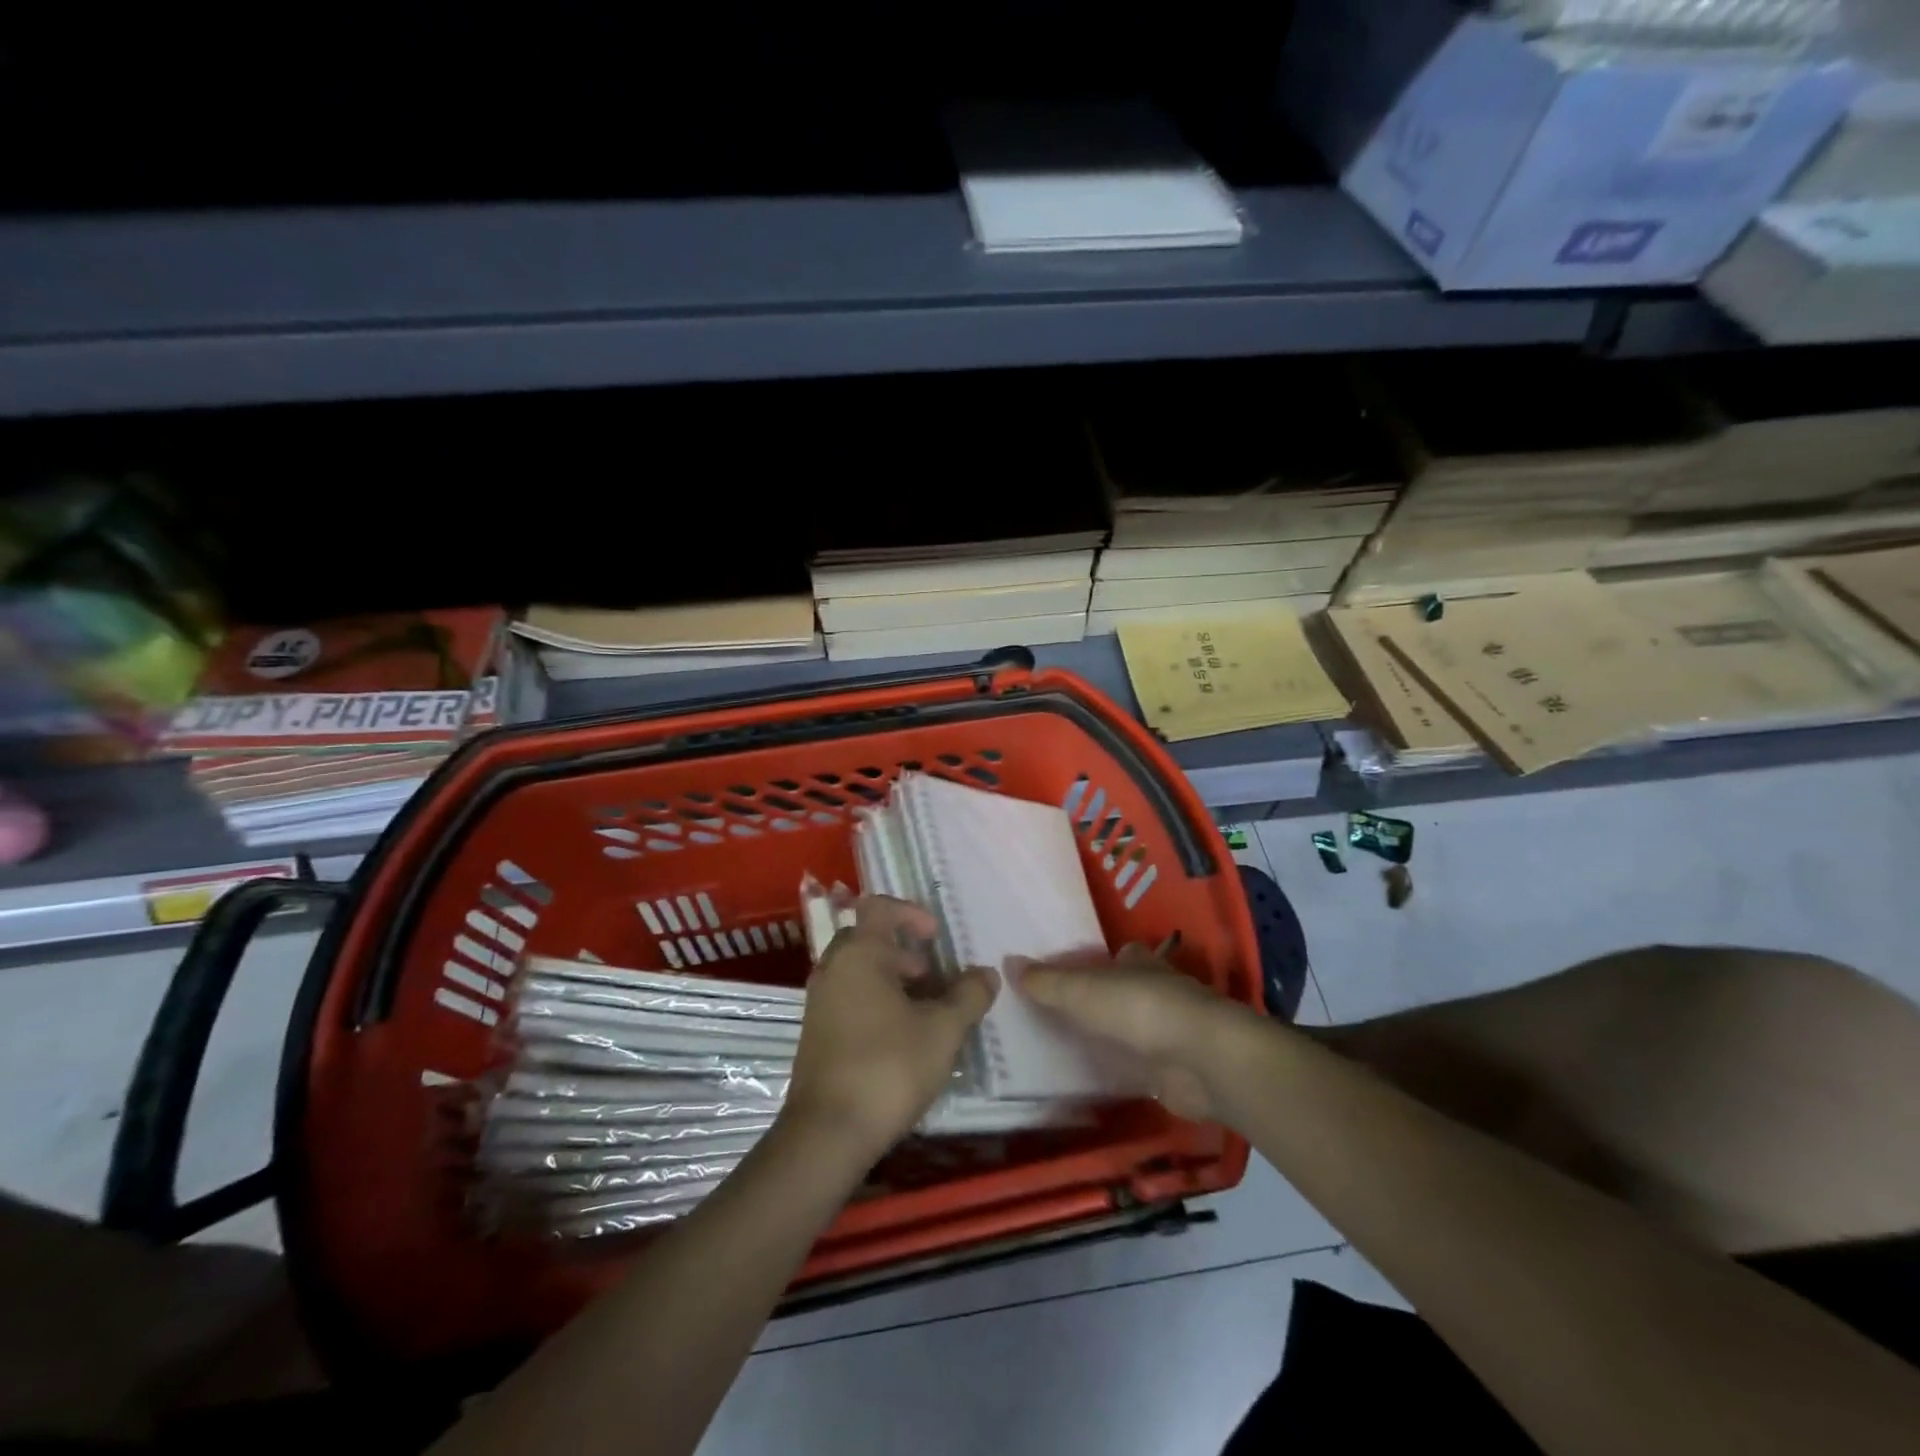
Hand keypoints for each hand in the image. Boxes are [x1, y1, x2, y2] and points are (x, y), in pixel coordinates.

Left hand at [784, 896, 997, 1159]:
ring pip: (859, 971)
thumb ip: (969, 995)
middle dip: (904, 953)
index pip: (879, 907)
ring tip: (924, 1013)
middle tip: (933, 979)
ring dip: (892, 980)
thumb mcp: (943, 1030)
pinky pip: (848, 997)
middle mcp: (833, 968)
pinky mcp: (816, 1032)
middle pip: (869, 939)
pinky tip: (901, 1038)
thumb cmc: (888, 1067)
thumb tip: (986, 973)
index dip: (911, 913)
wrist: (827, 1133)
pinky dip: (875, 1002)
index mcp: (859, 953)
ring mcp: (819, 1001)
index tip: (936, 938)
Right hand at [1022, 945, 1251, 1120]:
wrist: (1202, 1060)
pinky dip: (1120, 1070)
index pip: (1118, 956)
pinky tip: (1092, 1079)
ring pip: (1131, 1031)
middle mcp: (1157, 992)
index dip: (1096, 962)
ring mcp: (1168, 1033)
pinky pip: (1137, 1067)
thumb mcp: (1081, 991)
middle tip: (1056, 1014)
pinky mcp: (1173, 1071)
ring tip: (1065, 1048)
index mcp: (1139, 964)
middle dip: (1099, 1002)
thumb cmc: (1140, 1009)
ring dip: (1109, 1038)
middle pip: (1123, 993)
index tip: (1068, 972)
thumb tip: (1007, 961)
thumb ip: (1045, 981)